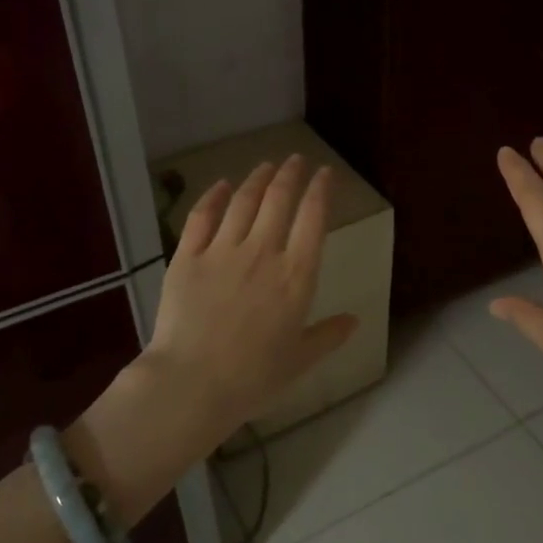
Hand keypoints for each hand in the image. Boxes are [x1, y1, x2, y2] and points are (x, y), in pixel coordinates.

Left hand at [143, 155, 358, 449]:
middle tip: (296, 159)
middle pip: (278, 200)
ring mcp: (221, 251)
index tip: (325, 173)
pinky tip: (220, 185)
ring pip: (242, 202)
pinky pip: (201, 217)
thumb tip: (354, 321)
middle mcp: (262, 253)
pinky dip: (213, 196)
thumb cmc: (253, 377)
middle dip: (290, 174)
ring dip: (257, 179)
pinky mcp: (187, 257)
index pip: (313, 219)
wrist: (192, 383)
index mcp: (295, 276)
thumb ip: (328, 336)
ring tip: (266, 166)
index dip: (320, 191)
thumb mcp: (300, 360)